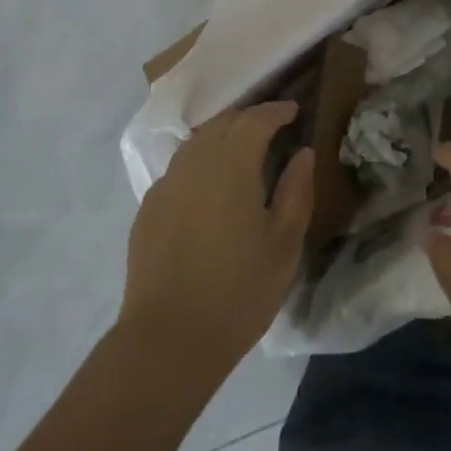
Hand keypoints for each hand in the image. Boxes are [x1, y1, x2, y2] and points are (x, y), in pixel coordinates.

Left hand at [120, 102, 313, 375]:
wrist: (169, 339)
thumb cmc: (239, 291)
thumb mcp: (284, 244)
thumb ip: (296, 191)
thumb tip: (303, 154)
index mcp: (231, 166)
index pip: (254, 120)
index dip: (275, 111)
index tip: (293, 110)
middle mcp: (194, 164)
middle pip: (222, 124)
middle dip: (248, 119)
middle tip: (271, 128)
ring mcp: (165, 185)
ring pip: (196, 144)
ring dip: (221, 138)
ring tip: (241, 154)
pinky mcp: (148, 210)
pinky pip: (178, 171)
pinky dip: (199, 165)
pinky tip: (209, 190)